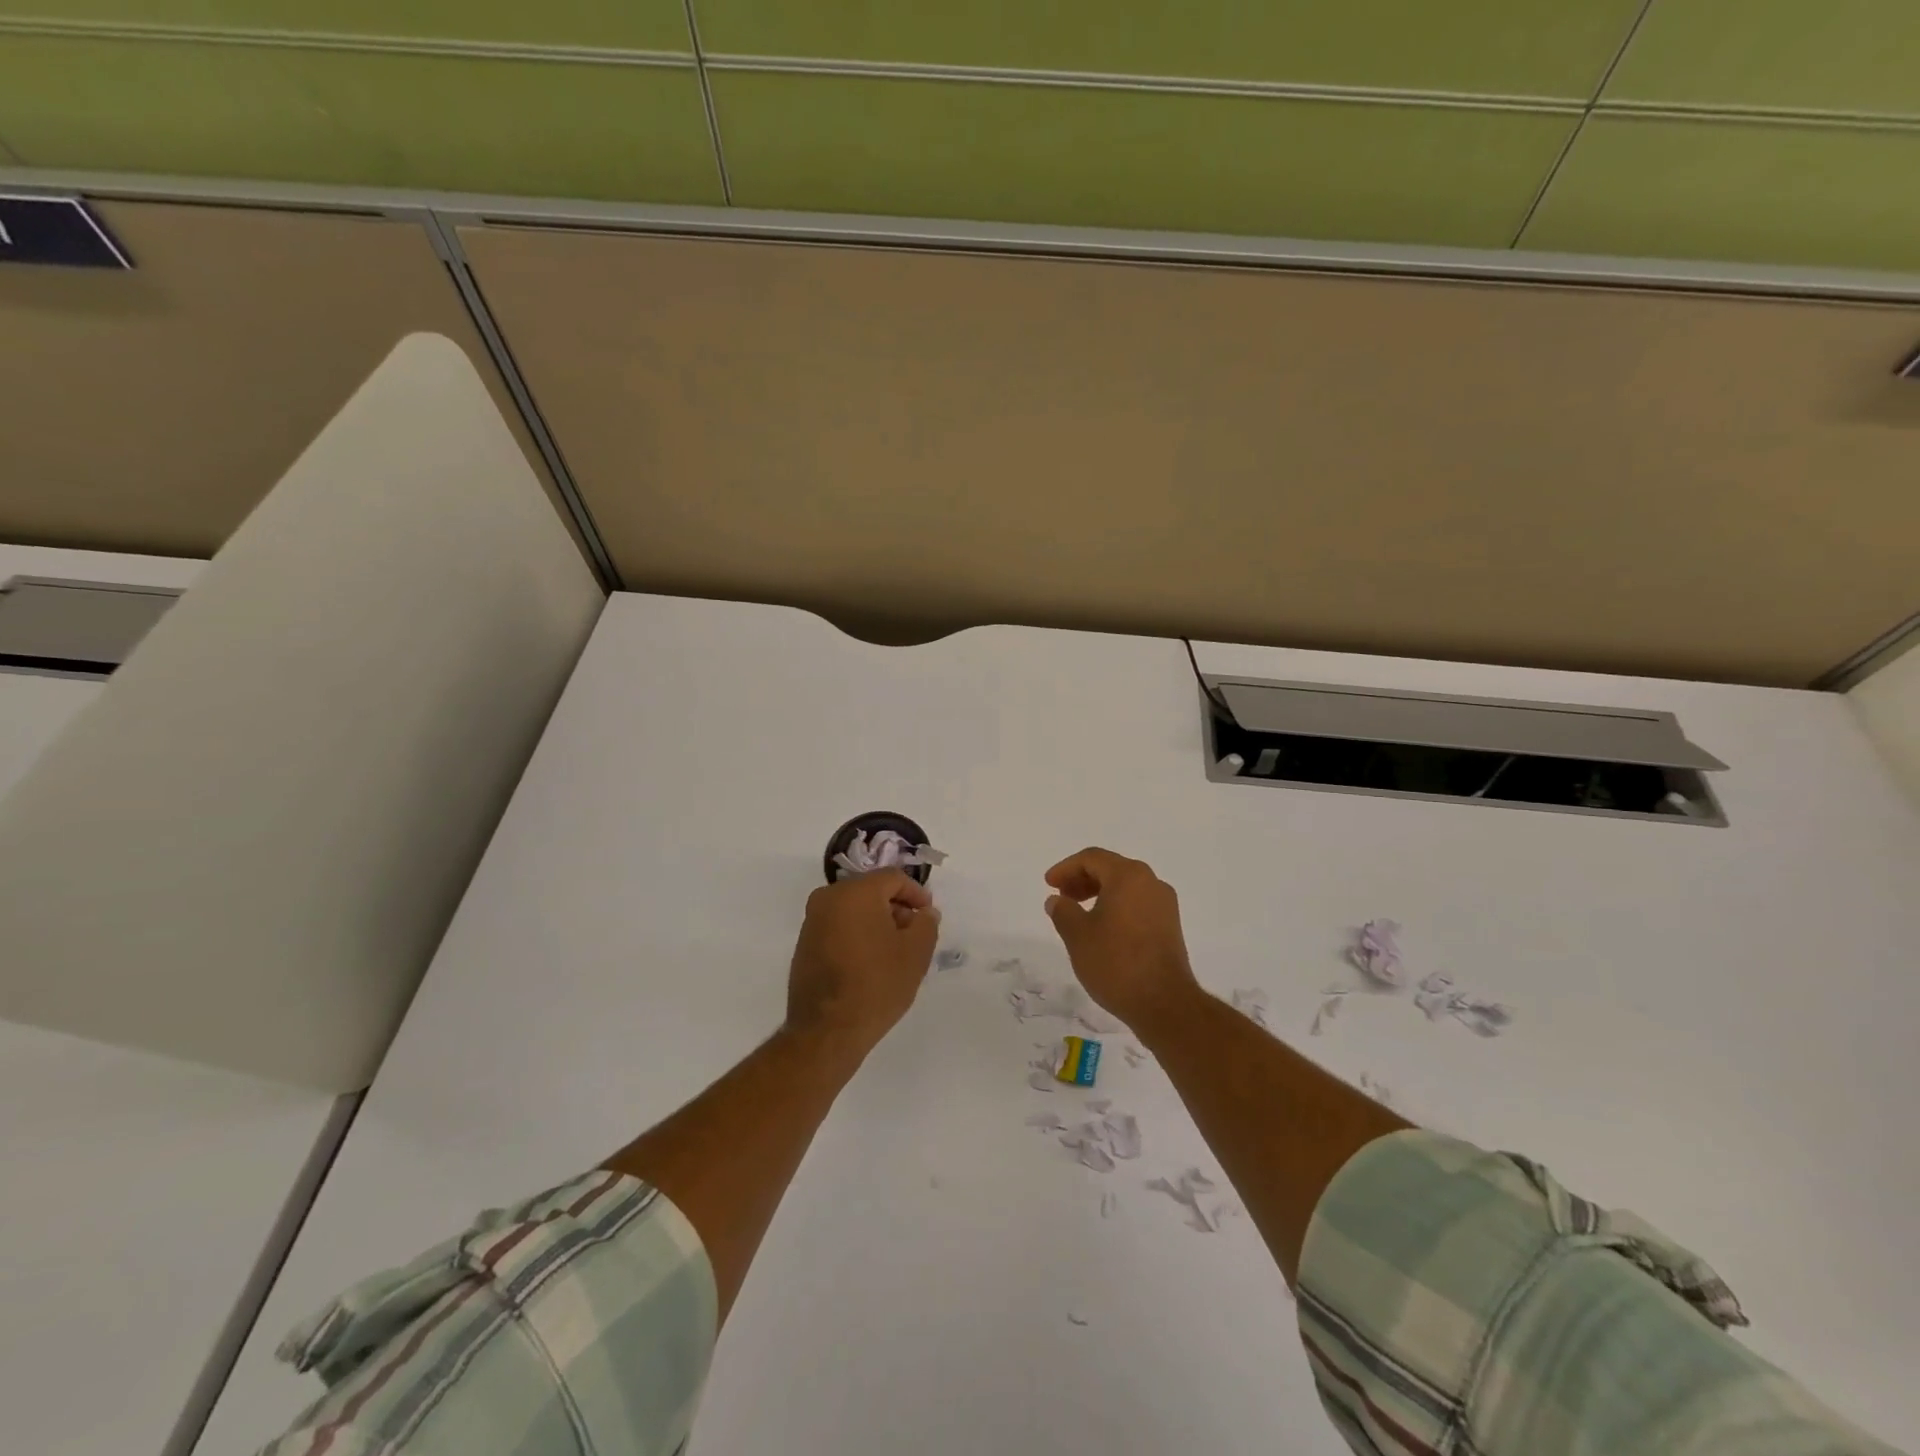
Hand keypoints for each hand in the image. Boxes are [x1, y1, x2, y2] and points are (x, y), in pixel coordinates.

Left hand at [785, 870, 940, 1058]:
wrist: (826, 1031)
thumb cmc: (876, 985)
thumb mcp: (916, 953)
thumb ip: (926, 924)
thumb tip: (924, 913)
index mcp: (855, 892)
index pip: (893, 878)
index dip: (916, 893)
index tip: (928, 916)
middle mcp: (828, 898)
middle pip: (871, 891)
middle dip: (896, 908)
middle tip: (914, 934)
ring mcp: (812, 921)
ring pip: (853, 909)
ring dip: (876, 922)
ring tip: (894, 952)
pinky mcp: (804, 945)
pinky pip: (838, 927)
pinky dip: (857, 935)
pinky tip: (870, 963)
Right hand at [1044, 847, 1200, 1029]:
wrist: (1164, 1003)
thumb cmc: (1116, 962)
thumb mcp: (1077, 935)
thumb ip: (1063, 911)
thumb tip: (1057, 901)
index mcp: (1128, 876)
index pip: (1092, 858)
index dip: (1066, 868)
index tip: (1049, 885)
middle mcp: (1151, 882)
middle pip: (1111, 869)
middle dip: (1082, 879)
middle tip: (1062, 896)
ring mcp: (1164, 905)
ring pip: (1125, 887)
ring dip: (1099, 894)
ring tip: (1078, 914)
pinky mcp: (1170, 926)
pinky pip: (1137, 904)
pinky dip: (1116, 907)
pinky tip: (1101, 929)